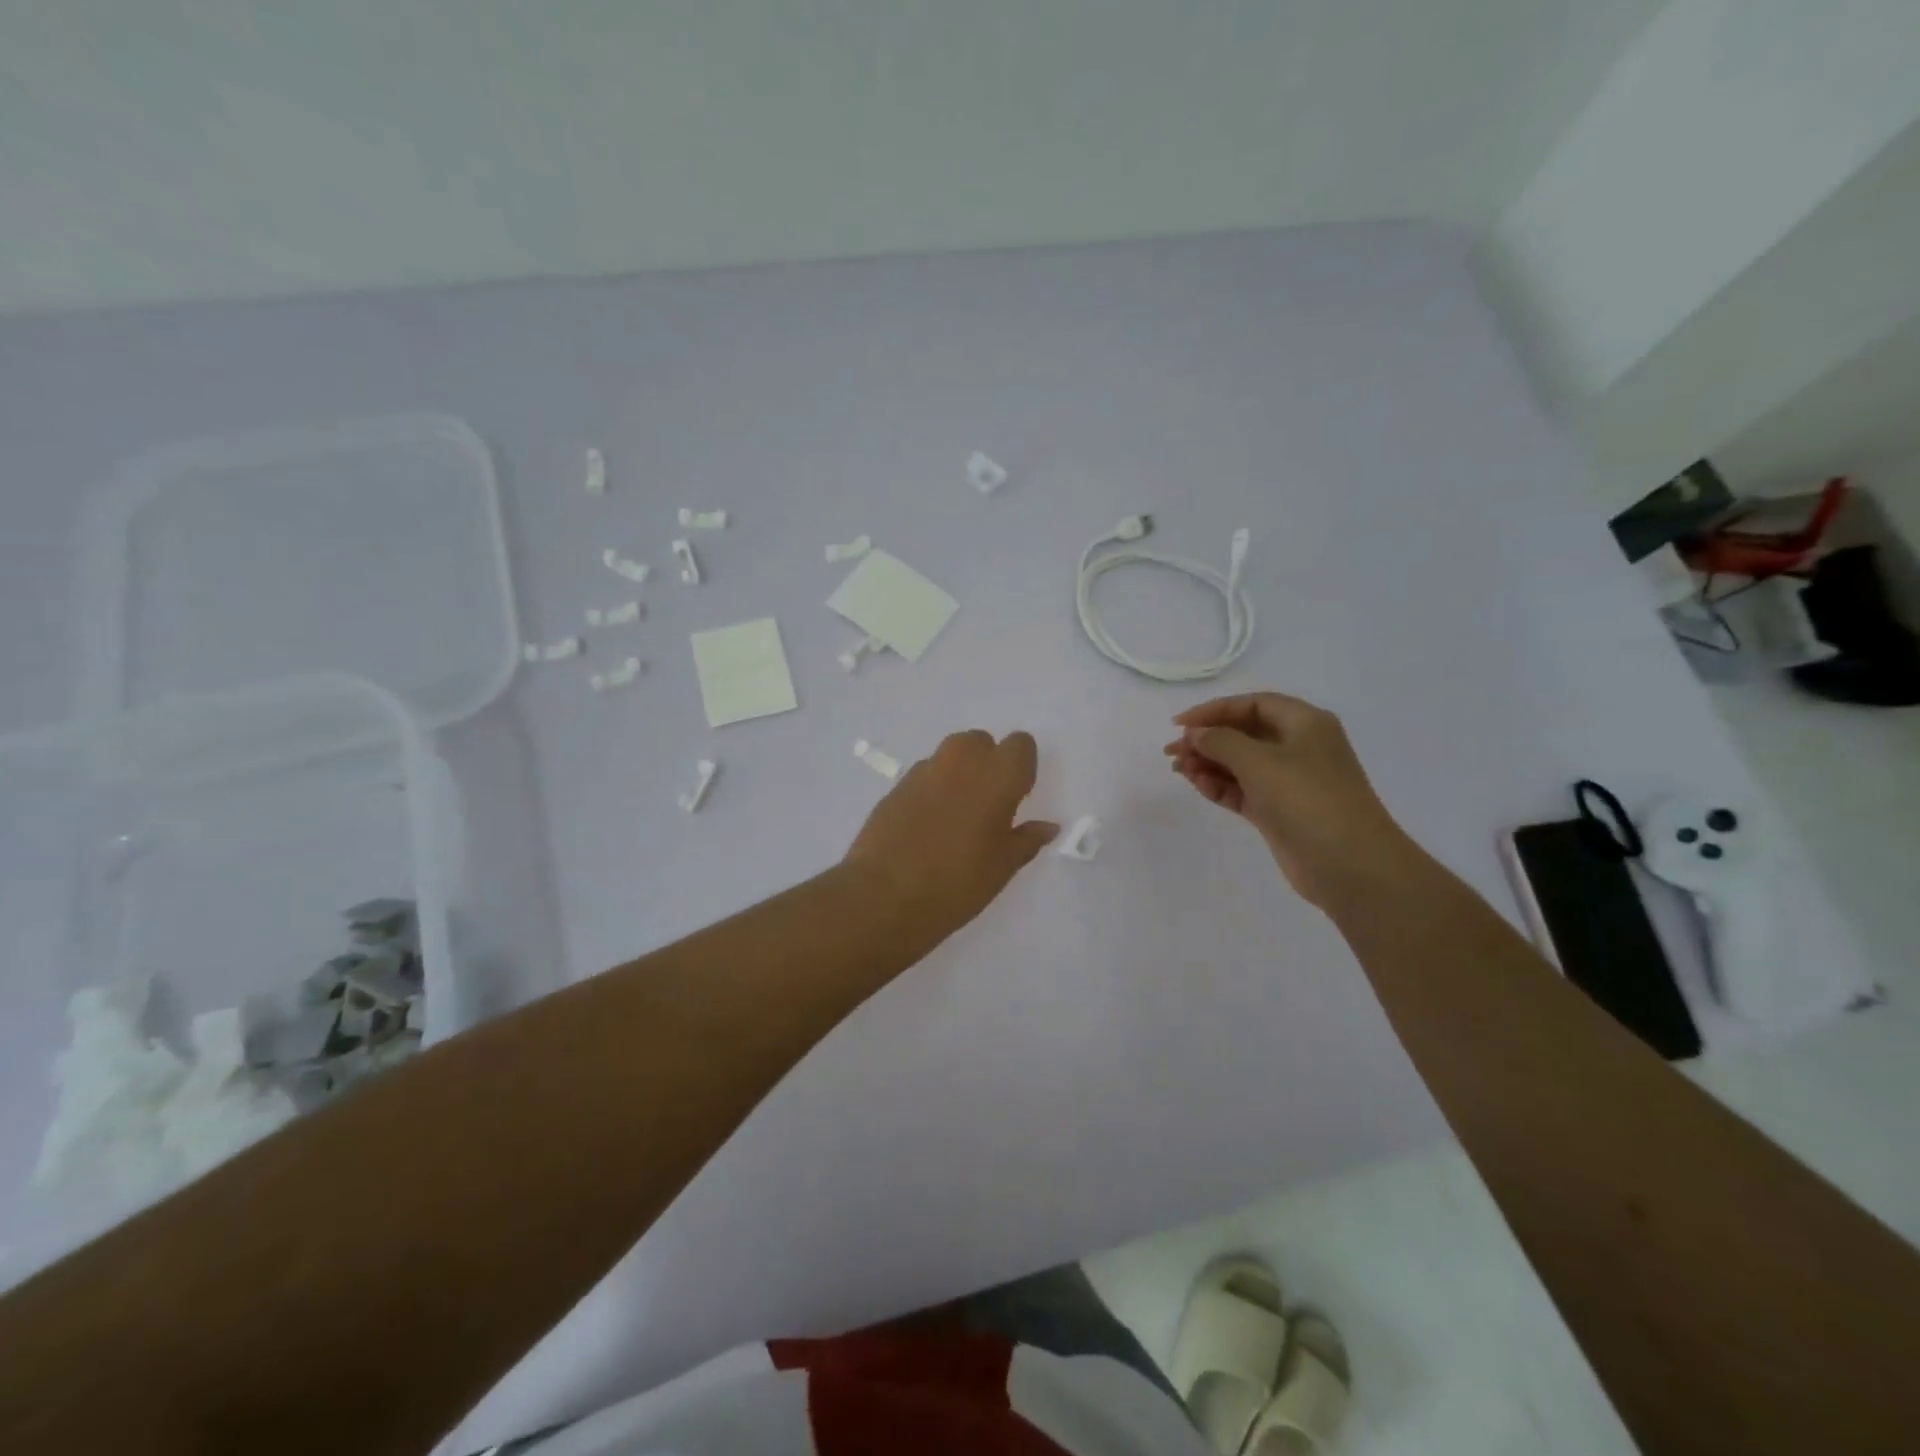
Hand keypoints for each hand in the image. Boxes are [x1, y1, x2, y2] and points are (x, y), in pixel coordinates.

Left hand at [845, 730, 1058, 936]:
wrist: (883, 895)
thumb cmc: (957, 882)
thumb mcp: (1002, 867)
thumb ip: (1026, 839)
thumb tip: (1047, 827)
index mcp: (997, 774)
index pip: (1021, 745)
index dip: (1021, 767)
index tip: (1016, 798)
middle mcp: (961, 760)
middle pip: (982, 742)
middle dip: (987, 764)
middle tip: (987, 806)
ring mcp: (924, 770)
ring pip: (950, 755)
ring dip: (958, 773)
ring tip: (955, 817)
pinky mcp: (896, 785)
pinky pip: (925, 775)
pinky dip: (932, 789)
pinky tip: (926, 826)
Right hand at [1164, 692, 1420, 906]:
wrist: (1349, 864)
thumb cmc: (1307, 798)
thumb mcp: (1259, 761)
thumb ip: (1220, 741)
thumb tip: (1195, 734)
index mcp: (1304, 723)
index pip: (1253, 705)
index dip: (1214, 710)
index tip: (1179, 724)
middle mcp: (1299, 747)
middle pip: (1244, 733)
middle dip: (1207, 740)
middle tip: (1172, 752)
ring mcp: (1289, 782)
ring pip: (1240, 764)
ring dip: (1209, 764)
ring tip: (1179, 771)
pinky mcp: (1279, 811)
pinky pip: (1243, 790)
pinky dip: (1220, 786)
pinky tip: (1197, 786)